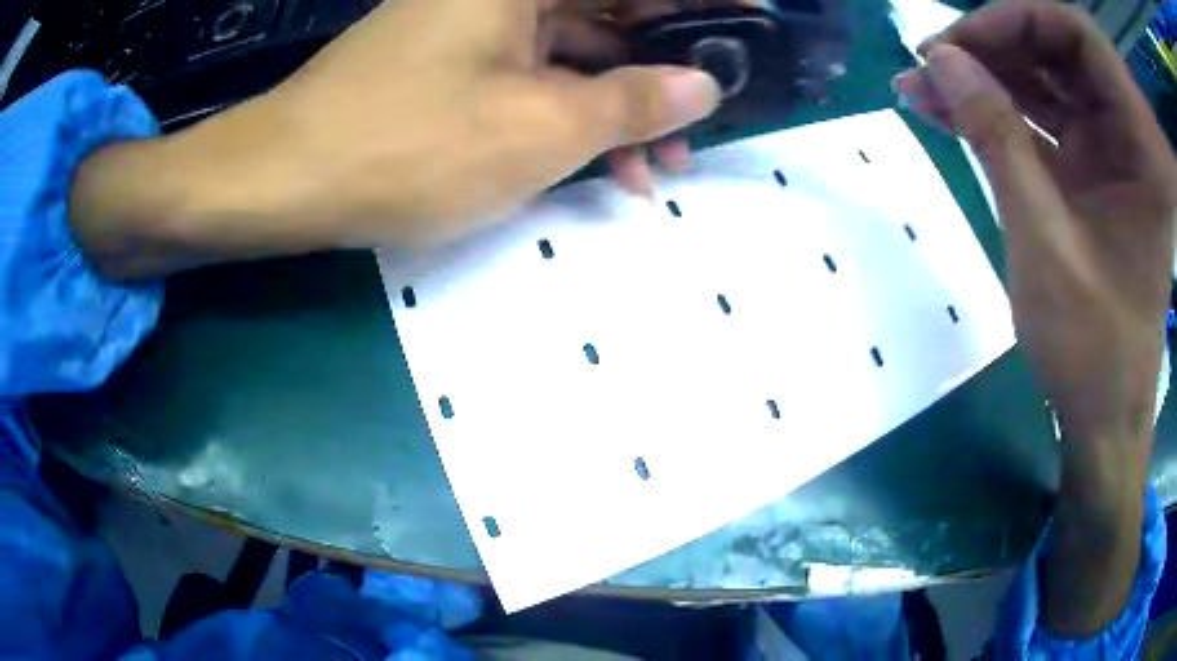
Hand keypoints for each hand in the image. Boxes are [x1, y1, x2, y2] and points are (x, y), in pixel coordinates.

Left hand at [69, 0, 720, 277]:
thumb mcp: (539, 128)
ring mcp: (477, 25)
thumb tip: (702, 85)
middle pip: (611, 14)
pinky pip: (533, 77)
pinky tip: (595, 165)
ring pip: (575, 53)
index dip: (704, 5)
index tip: (752, 24)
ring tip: (654, 168)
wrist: (285, 179)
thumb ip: (632, 101)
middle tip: (703, 124)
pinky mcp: (455, 63)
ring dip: (619, 107)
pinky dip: (568, 116)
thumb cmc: (407, 145)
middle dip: (665, 70)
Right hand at [894, 0, 1175, 635]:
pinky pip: (1046, 116)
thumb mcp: (1045, 241)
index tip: (960, 43)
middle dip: (994, 47)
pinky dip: (1000, 110)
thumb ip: (996, 136)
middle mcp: (1132, 133)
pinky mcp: (1095, 169)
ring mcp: (1114, 150)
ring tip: (926, 87)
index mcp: (1143, 147)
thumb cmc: (1092, 349)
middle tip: (933, 64)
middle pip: (1059, 48)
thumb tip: (940, 59)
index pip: (1079, 34)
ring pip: (1047, 78)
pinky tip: (951, 111)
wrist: (1104, 412)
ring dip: (988, 77)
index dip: (1017, 19)